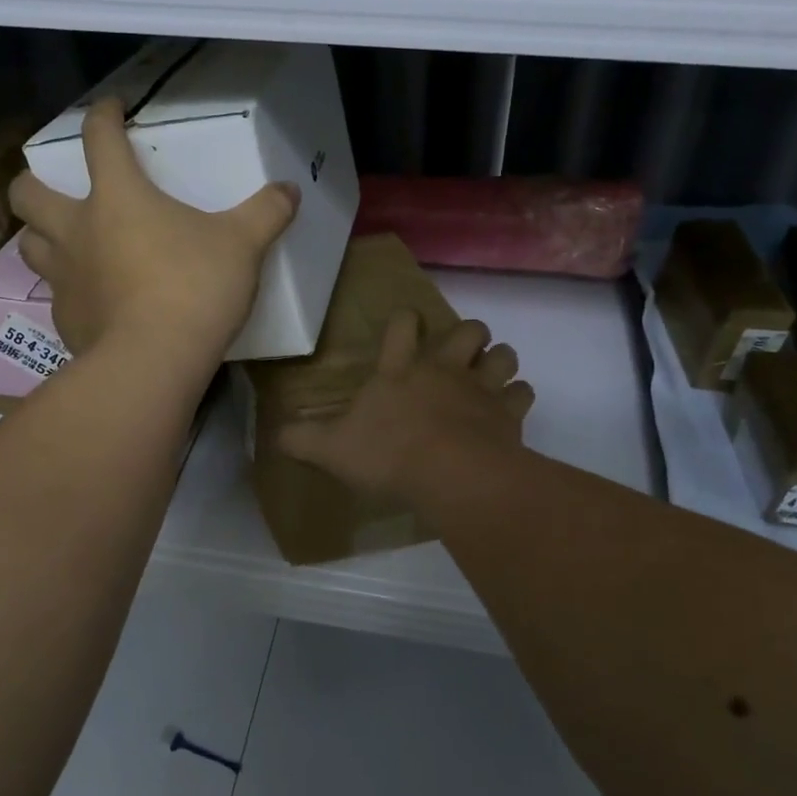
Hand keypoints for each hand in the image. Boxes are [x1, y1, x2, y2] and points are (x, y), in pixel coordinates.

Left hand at [8, 98, 299, 358]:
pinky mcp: (66, 319)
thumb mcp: (242, 245)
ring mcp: (65, 277)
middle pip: (29, 193)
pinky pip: (57, 296)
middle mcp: (78, 230)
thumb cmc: (194, 287)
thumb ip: (266, 213)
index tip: (109, 107)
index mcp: (117, 197)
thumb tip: (290, 189)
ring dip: (42, 237)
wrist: (154, 361)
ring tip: (67, 243)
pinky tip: (95, 302)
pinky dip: (70, 291)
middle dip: (35, 183)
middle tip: (56, 188)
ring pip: (30, 245)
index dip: (101, 115)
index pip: (98, 138)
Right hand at [279, 311, 534, 499]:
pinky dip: (518, 398)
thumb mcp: (331, 450)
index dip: (405, 321)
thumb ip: (302, 440)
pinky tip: (510, 410)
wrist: (449, 474)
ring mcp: (480, 388)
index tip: (407, 323)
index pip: (402, 326)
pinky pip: (523, 393)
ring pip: (504, 355)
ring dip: (500, 361)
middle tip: (461, 352)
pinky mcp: (508, 413)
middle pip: (468, 330)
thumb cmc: (387, 455)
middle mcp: (443, 369)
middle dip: (468, 335)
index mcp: (399, 370)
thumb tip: (273, 435)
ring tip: (492, 374)